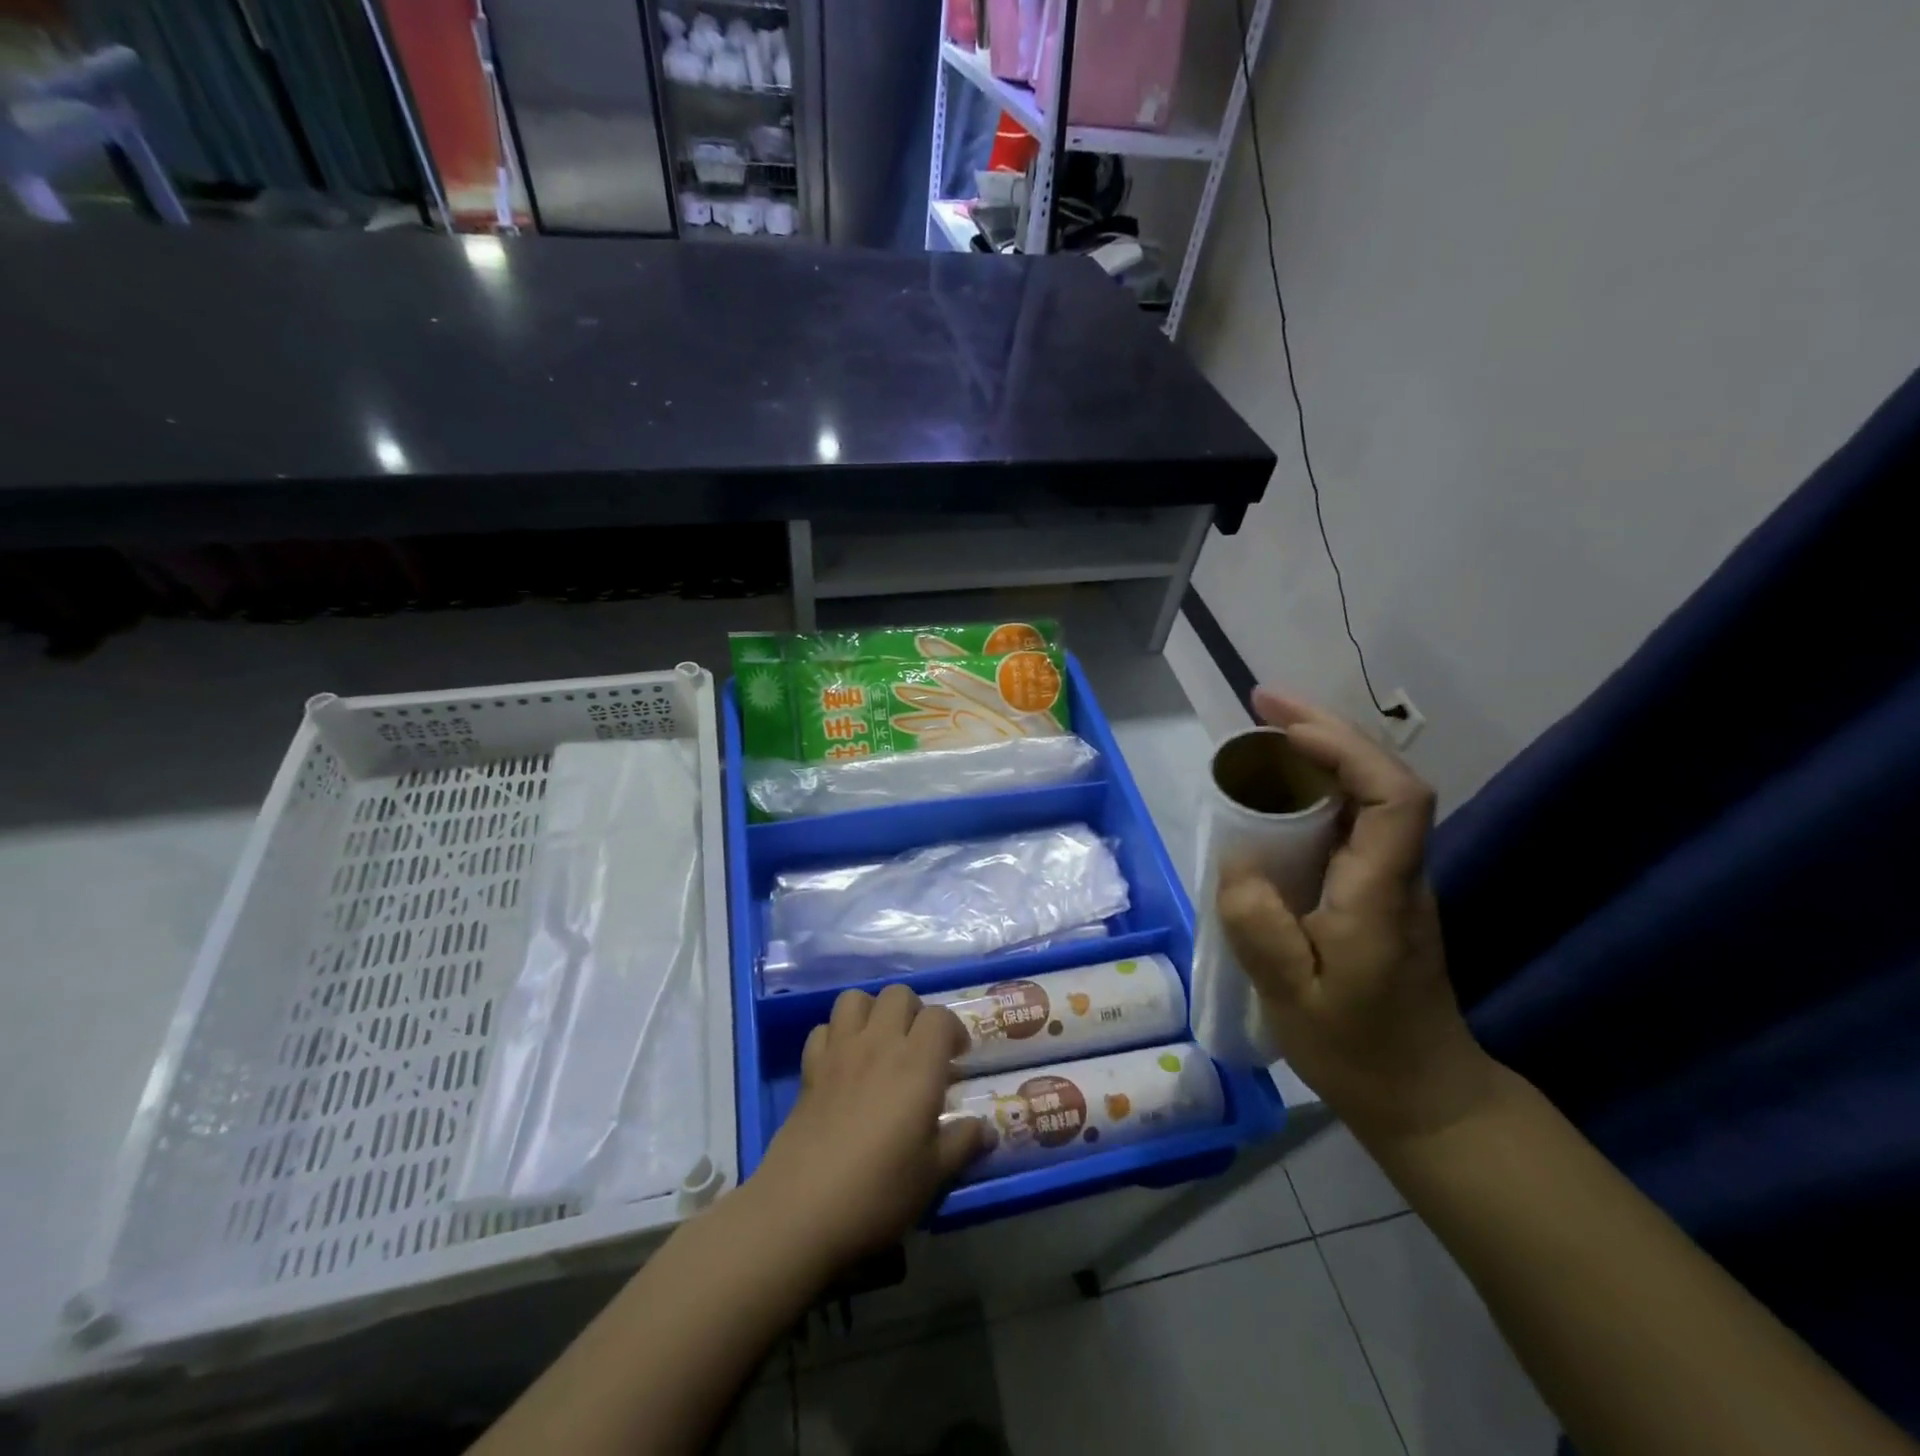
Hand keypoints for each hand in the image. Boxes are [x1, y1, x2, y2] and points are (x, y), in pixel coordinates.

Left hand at [749, 985, 984, 1270]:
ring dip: (871, 1012)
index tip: (957, 1058)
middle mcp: (879, 1044)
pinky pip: (823, 1029)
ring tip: (880, 1043)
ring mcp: (840, 1051)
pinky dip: (836, 1035)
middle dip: (914, 1012)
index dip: (953, 1030)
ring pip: (856, 999)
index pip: (940, 1017)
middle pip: (898, 995)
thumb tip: (987, 1130)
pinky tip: (843, 1063)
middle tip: (919, 1048)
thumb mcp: (933, 1175)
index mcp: (917, 1063)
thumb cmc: (879, 1191)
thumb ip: (962, 1143)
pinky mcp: (809, 1068)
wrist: (802, 1209)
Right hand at [1217, 688, 1495, 1146]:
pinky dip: (1317, 787)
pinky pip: (1352, 819)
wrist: (1426, 1097)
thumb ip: (1259, 927)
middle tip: (1260, 706)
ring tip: (1261, 735)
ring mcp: (1393, 880)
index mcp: (1381, 892)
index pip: (1395, 796)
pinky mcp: (1378, 891)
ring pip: (1369, 793)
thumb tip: (1236, 861)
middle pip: (1382, 777)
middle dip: (1324, 731)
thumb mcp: (1292, 998)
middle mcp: (1398, 872)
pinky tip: (1277, 791)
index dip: (1345, 748)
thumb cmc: (1359, 1051)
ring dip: (1320, 752)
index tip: (1283, 727)